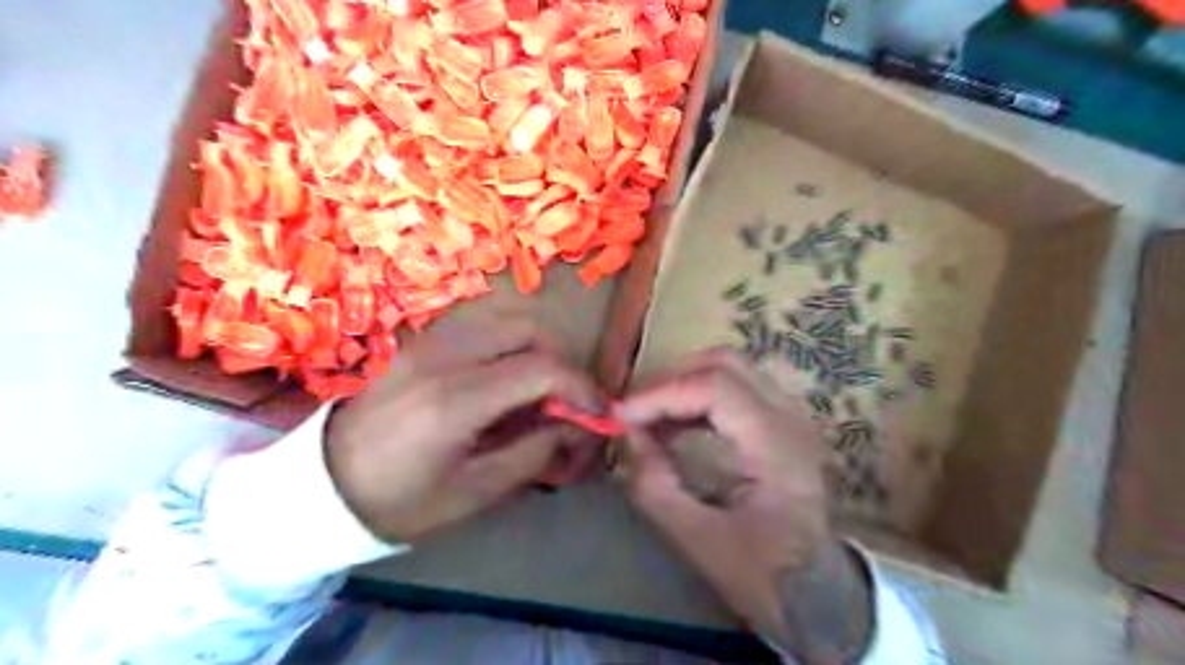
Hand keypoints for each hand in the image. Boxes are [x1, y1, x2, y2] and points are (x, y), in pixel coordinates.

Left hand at [322, 318, 601, 544]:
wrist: (321, 486)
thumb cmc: (399, 501)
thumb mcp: (475, 491)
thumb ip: (534, 452)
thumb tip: (573, 426)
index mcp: (456, 400)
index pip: (541, 369)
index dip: (580, 387)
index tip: (595, 411)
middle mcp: (443, 356)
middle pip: (527, 327)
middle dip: (559, 359)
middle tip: (563, 397)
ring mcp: (427, 341)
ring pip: (503, 318)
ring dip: (533, 347)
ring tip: (534, 387)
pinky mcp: (417, 341)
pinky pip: (478, 326)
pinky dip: (505, 344)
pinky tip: (499, 379)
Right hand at [616, 349, 872, 662]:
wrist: (820, 595)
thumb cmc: (765, 574)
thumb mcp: (699, 541)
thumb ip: (655, 487)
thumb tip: (628, 437)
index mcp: (778, 446)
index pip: (714, 386)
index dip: (661, 394)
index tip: (621, 416)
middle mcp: (791, 417)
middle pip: (724, 363)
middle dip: (671, 381)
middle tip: (636, 412)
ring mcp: (792, 416)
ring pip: (730, 369)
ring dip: (684, 385)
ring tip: (650, 419)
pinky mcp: (782, 423)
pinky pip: (735, 388)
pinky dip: (699, 397)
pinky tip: (675, 424)